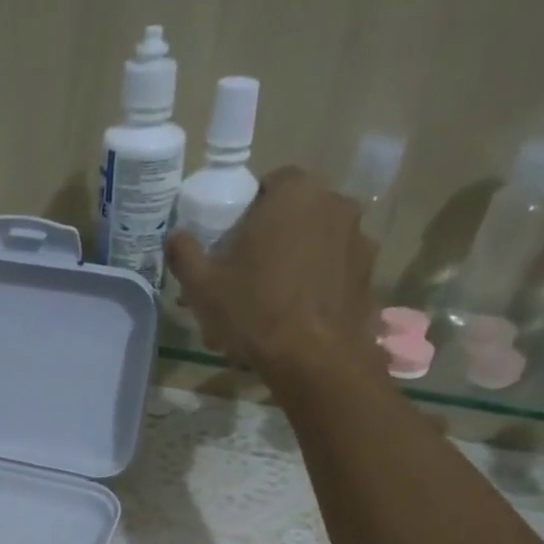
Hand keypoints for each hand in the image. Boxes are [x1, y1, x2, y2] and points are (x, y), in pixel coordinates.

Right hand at [165, 165, 377, 382]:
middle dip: (272, 238)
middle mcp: (335, 204)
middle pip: (295, 214)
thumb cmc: (254, 311)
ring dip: (296, 263)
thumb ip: (185, 253)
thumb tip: (175, 237)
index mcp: (294, 193)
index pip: (269, 184)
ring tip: (272, 304)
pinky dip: (317, 287)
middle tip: (247, 276)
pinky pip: (334, 273)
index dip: (247, 212)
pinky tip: (297, 319)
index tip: (232, 244)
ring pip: (316, 243)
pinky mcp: (369, 276)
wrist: (313, 359)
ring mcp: (359, 239)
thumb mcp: (202, 286)